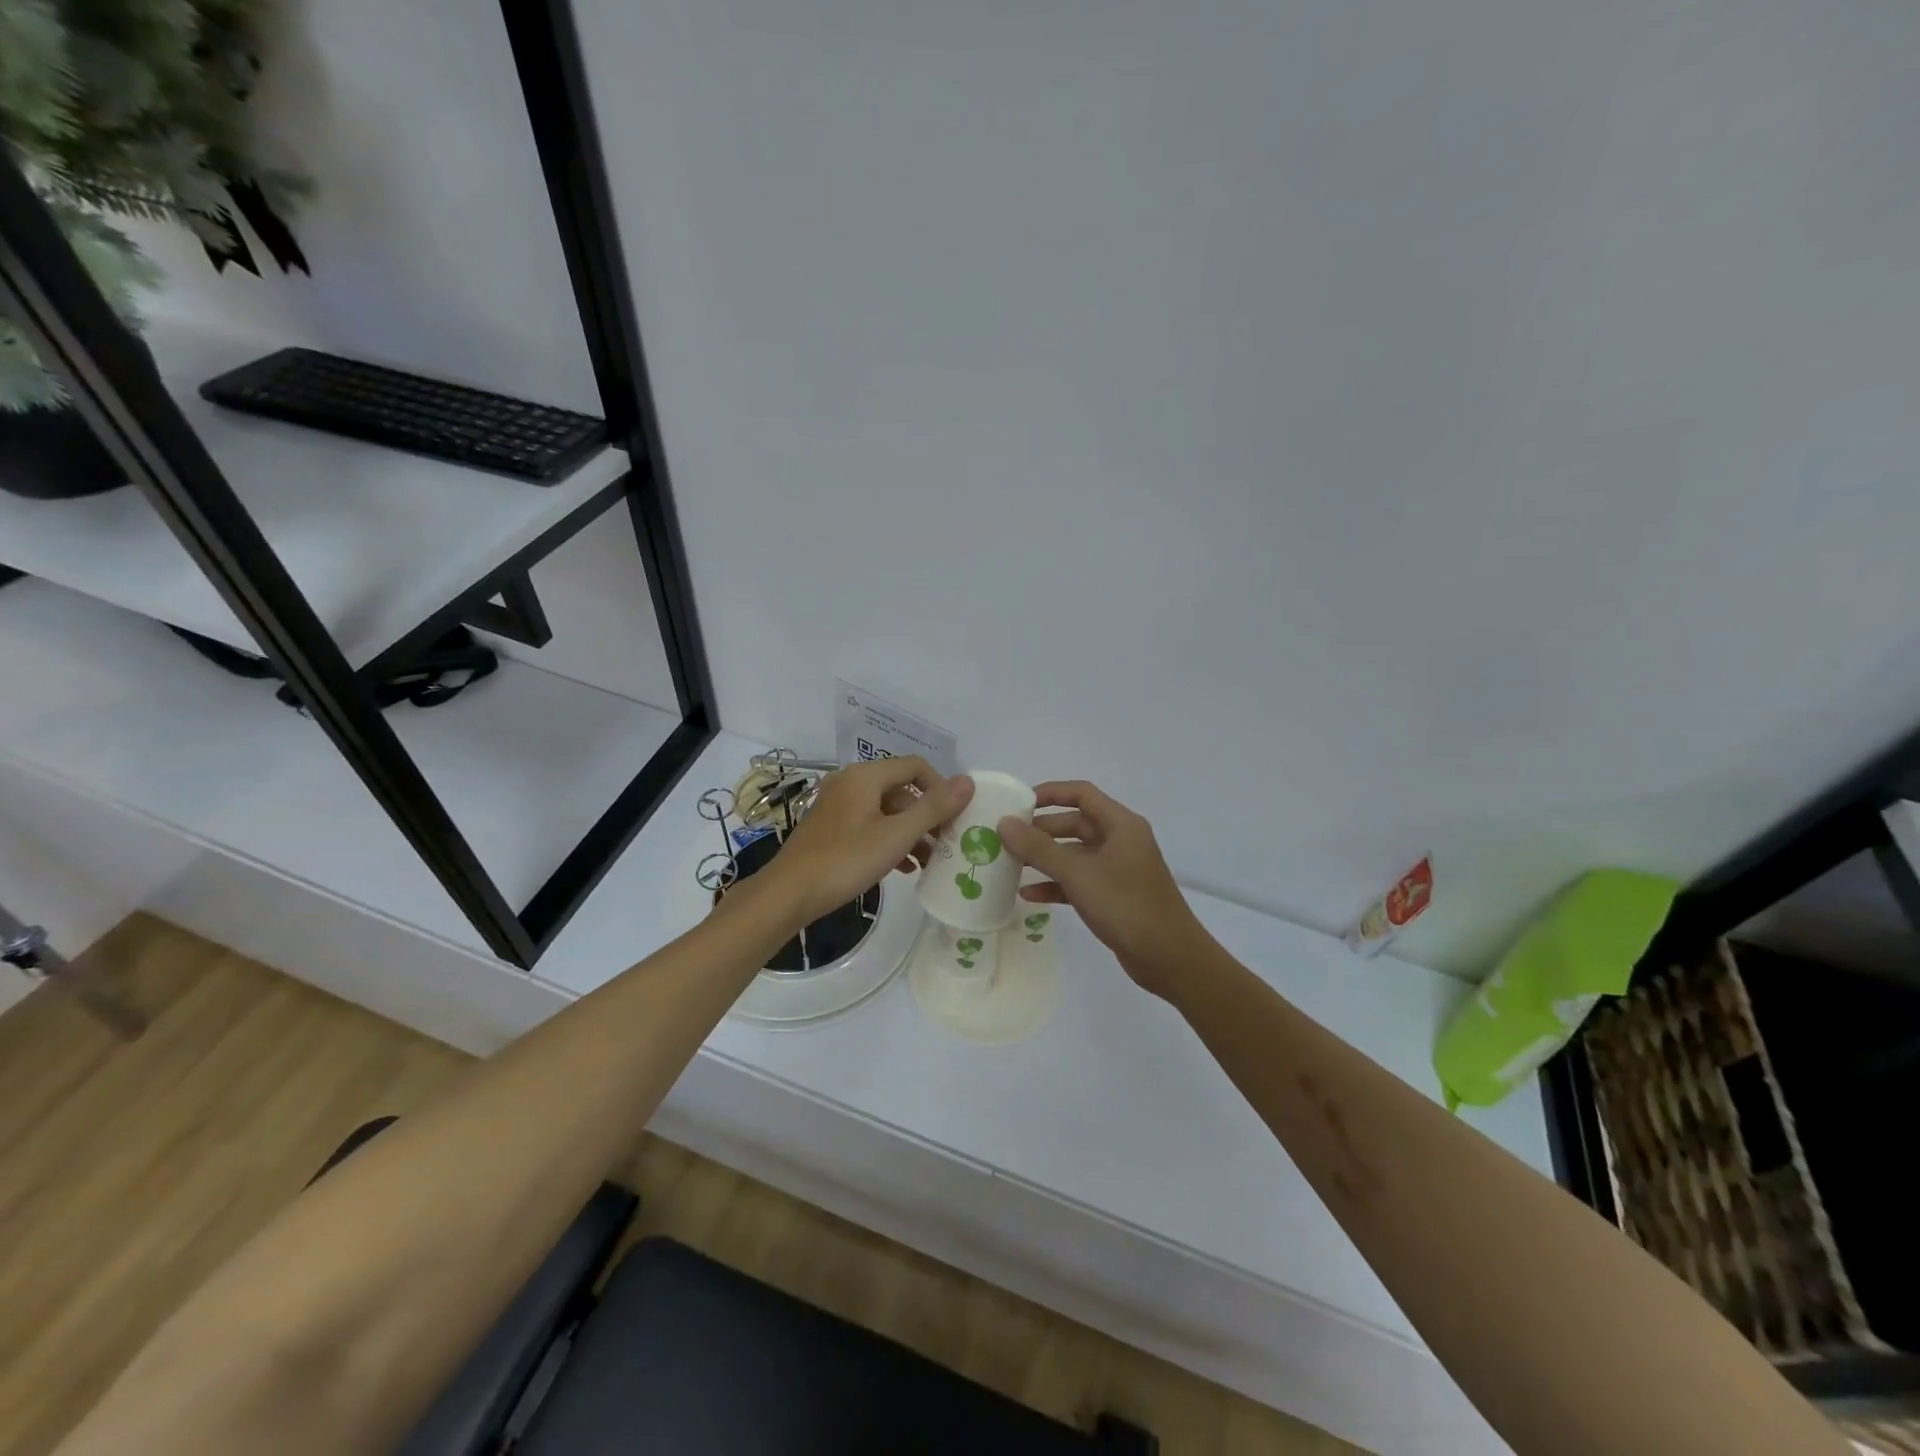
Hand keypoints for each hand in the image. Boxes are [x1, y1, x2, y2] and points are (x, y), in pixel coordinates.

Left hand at [765, 758, 973, 924]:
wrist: (789, 893)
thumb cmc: (846, 860)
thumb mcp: (897, 835)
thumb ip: (934, 808)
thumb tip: (968, 781)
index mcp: (865, 776)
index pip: (915, 766)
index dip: (940, 787)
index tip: (956, 817)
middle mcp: (850, 783)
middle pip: (901, 790)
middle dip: (927, 815)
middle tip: (947, 842)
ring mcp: (837, 806)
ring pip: (886, 811)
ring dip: (911, 832)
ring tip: (931, 860)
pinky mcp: (830, 829)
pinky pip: (869, 825)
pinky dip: (890, 841)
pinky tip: (904, 868)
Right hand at [997, 781, 1209, 997]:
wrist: (1169, 958)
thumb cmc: (1126, 905)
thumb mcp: (1078, 873)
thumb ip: (1038, 848)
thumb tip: (1004, 823)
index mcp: (1120, 824)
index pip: (1081, 794)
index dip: (1049, 793)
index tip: (1017, 804)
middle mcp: (1120, 841)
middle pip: (1075, 824)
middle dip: (1040, 830)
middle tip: (1005, 839)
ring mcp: (1118, 869)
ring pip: (1074, 854)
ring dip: (1044, 859)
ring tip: (1009, 865)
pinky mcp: (1113, 896)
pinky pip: (1078, 881)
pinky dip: (1055, 884)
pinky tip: (1028, 895)